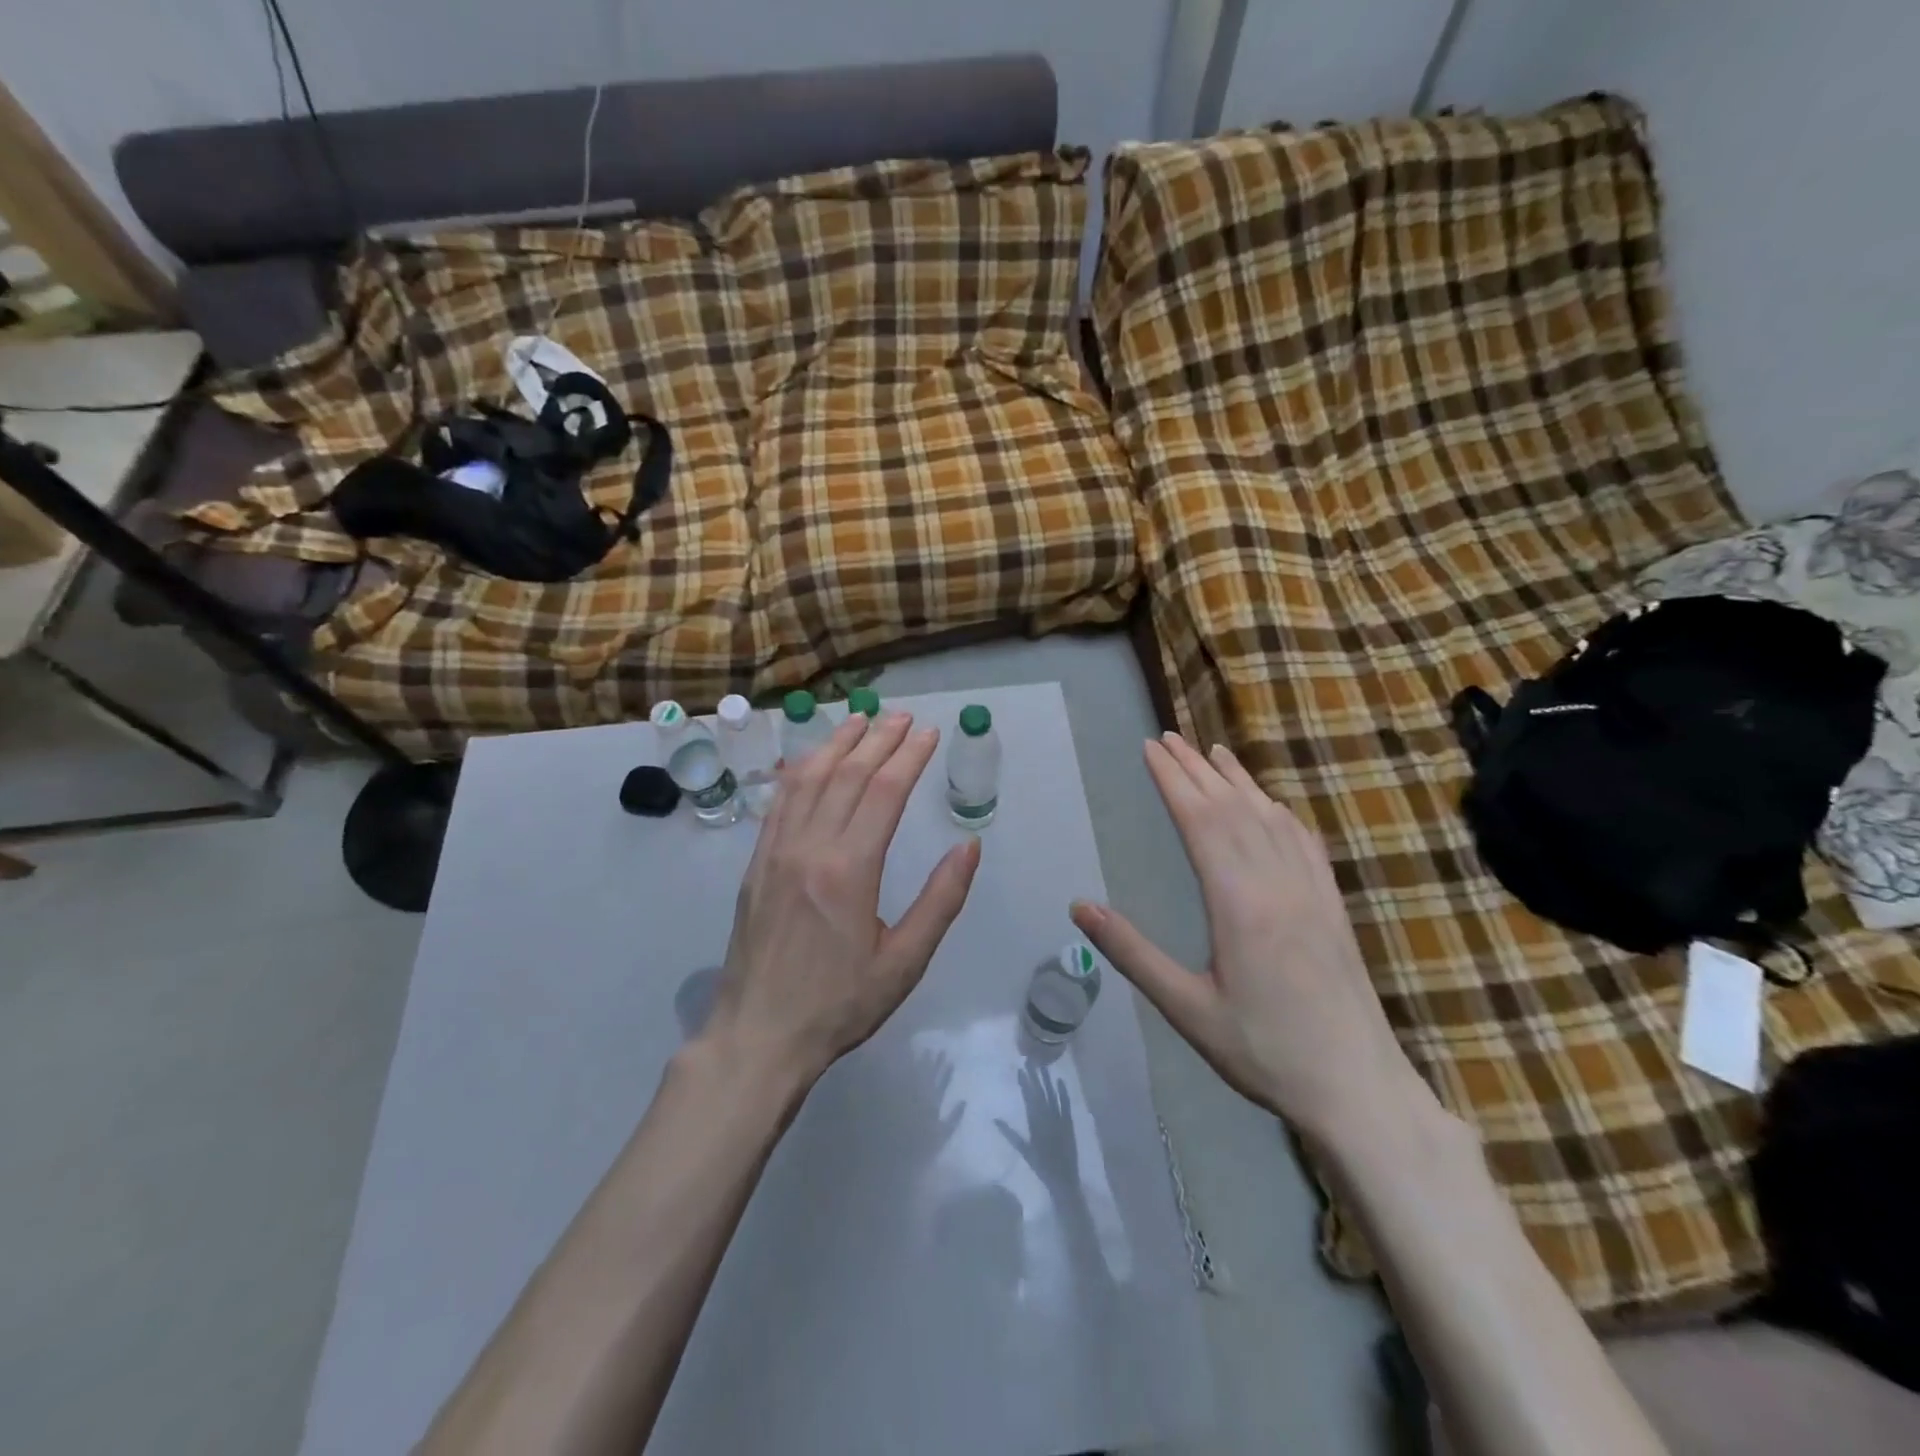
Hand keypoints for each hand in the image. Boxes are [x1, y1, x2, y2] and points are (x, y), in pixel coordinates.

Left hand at [706, 711, 980, 1087]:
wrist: (759, 1035)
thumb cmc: (840, 1003)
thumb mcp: (905, 961)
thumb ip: (940, 900)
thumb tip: (969, 845)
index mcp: (850, 869)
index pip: (884, 792)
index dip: (909, 757)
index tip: (929, 733)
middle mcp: (810, 847)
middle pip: (847, 775)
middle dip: (879, 740)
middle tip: (903, 717)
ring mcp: (776, 851)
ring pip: (808, 779)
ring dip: (837, 743)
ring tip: (861, 720)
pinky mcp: (756, 863)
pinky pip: (779, 802)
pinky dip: (799, 770)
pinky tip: (810, 758)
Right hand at [1070, 733, 1433, 1148]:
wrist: (1356, 1088)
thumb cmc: (1263, 1052)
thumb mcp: (1186, 1008)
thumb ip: (1132, 952)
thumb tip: (1080, 906)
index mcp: (1239, 902)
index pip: (1200, 821)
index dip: (1173, 780)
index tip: (1150, 748)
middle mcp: (1276, 882)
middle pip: (1232, 808)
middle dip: (1196, 768)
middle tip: (1168, 736)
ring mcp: (1310, 891)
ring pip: (1269, 817)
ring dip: (1238, 780)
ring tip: (1213, 751)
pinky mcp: (1331, 905)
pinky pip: (1303, 842)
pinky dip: (1280, 812)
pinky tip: (1271, 803)